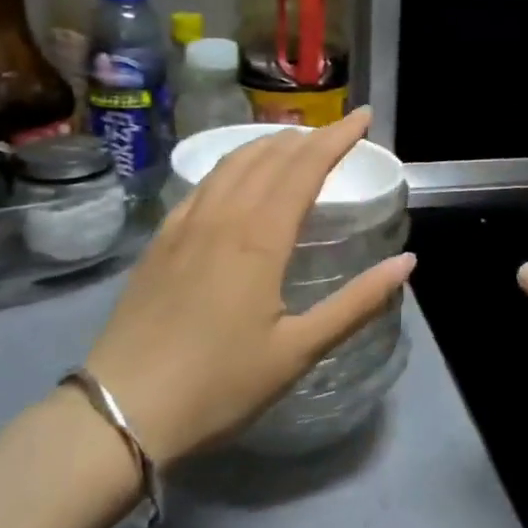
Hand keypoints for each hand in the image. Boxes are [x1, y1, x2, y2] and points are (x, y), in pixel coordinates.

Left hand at [81, 109, 413, 468]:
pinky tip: (238, 175)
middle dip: (310, 136)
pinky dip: (233, 163)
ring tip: (296, 141)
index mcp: (260, 238)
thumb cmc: (219, 384)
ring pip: (234, 163)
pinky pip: (205, 182)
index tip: (364, 116)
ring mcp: (186, 224)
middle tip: (339, 129)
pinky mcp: (162, 239)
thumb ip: (356, 303)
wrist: (121, 410)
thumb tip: (407, 261)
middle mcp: (223, 216)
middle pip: (271, 156)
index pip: (305, 167)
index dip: (337, 137)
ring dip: (270, 143)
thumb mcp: (298, 351)